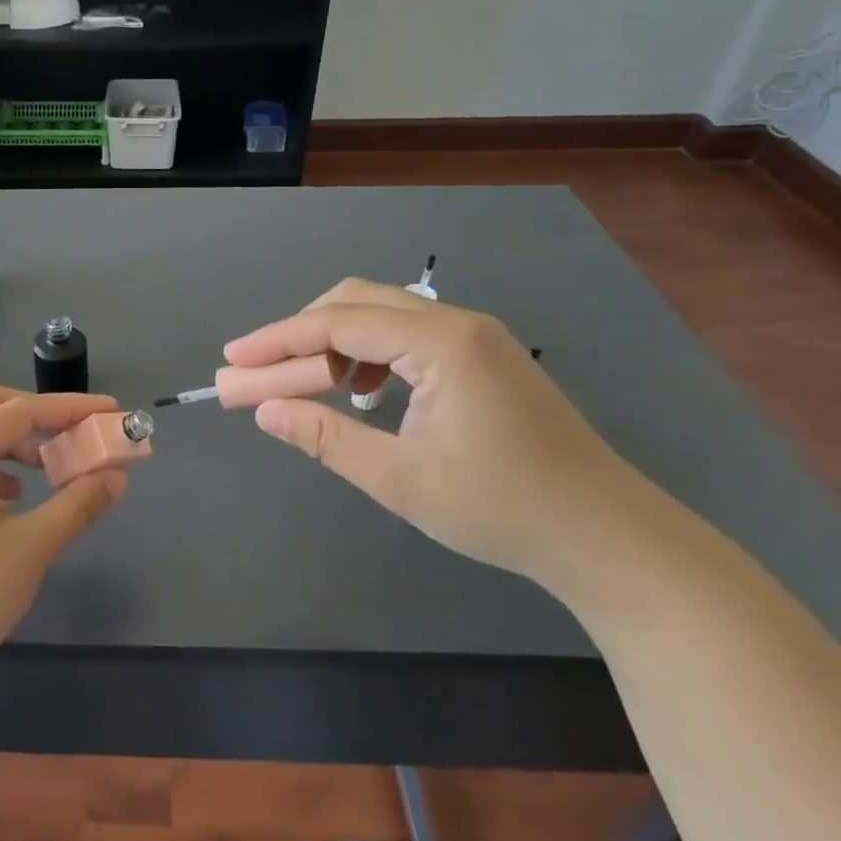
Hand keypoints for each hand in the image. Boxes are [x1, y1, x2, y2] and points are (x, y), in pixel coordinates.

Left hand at [0, 384, 129, 688]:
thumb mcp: (32, 547)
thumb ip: (78, 503)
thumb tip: (117, 476)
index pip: (20, 411)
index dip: (71, 409)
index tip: (112, 412)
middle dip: (37, 414)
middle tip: (75, 434)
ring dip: (14, 440)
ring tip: (51, 468)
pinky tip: (14, 497)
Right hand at [224, 279, 668, 586]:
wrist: (608, 537)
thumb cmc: (503, 508)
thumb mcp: (400, 479)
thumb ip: (326, 437)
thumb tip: (264, 409)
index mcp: (440, 343)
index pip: (336, 323)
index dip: (276, 340)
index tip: (231, 360)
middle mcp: (457, 323)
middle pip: (355, 304)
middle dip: (297, 337)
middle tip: (253, 372)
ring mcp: (475, 338)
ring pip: (381, 318)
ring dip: (332, 346)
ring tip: (300, 386)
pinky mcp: (483, 359)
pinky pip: (407, 338)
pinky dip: (368, 357)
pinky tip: (359, 393)